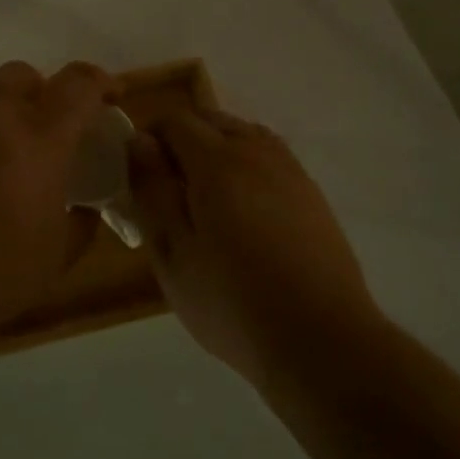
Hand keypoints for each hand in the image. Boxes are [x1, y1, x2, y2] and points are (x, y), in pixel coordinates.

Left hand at [0, 61, 116, 357]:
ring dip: (2, 115)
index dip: (101, 82)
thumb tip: (85, 209)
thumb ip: (82, 223)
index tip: (112, 96)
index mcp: (39, 140)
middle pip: (23, 74)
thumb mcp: (56, 258)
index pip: (79, 85)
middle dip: (42, 92)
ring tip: (4, 158)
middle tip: (49, 129)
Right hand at [129, 108, 375, 386]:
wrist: (321, 339)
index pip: (175, 121)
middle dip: (182, 139)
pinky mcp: (311, 193)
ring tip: (204, 198)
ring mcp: (290, 170)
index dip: (149, 138)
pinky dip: (246, 164)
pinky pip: (269, 157)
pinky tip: (243, 210)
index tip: (138, 175)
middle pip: (211, 119)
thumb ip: (152, 190)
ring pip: (244, 134)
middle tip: (167, 189)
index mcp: (217, 162)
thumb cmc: (232, 302)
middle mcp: (257, 152)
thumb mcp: (172, 253)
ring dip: (216, 148)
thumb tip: (139, 141)